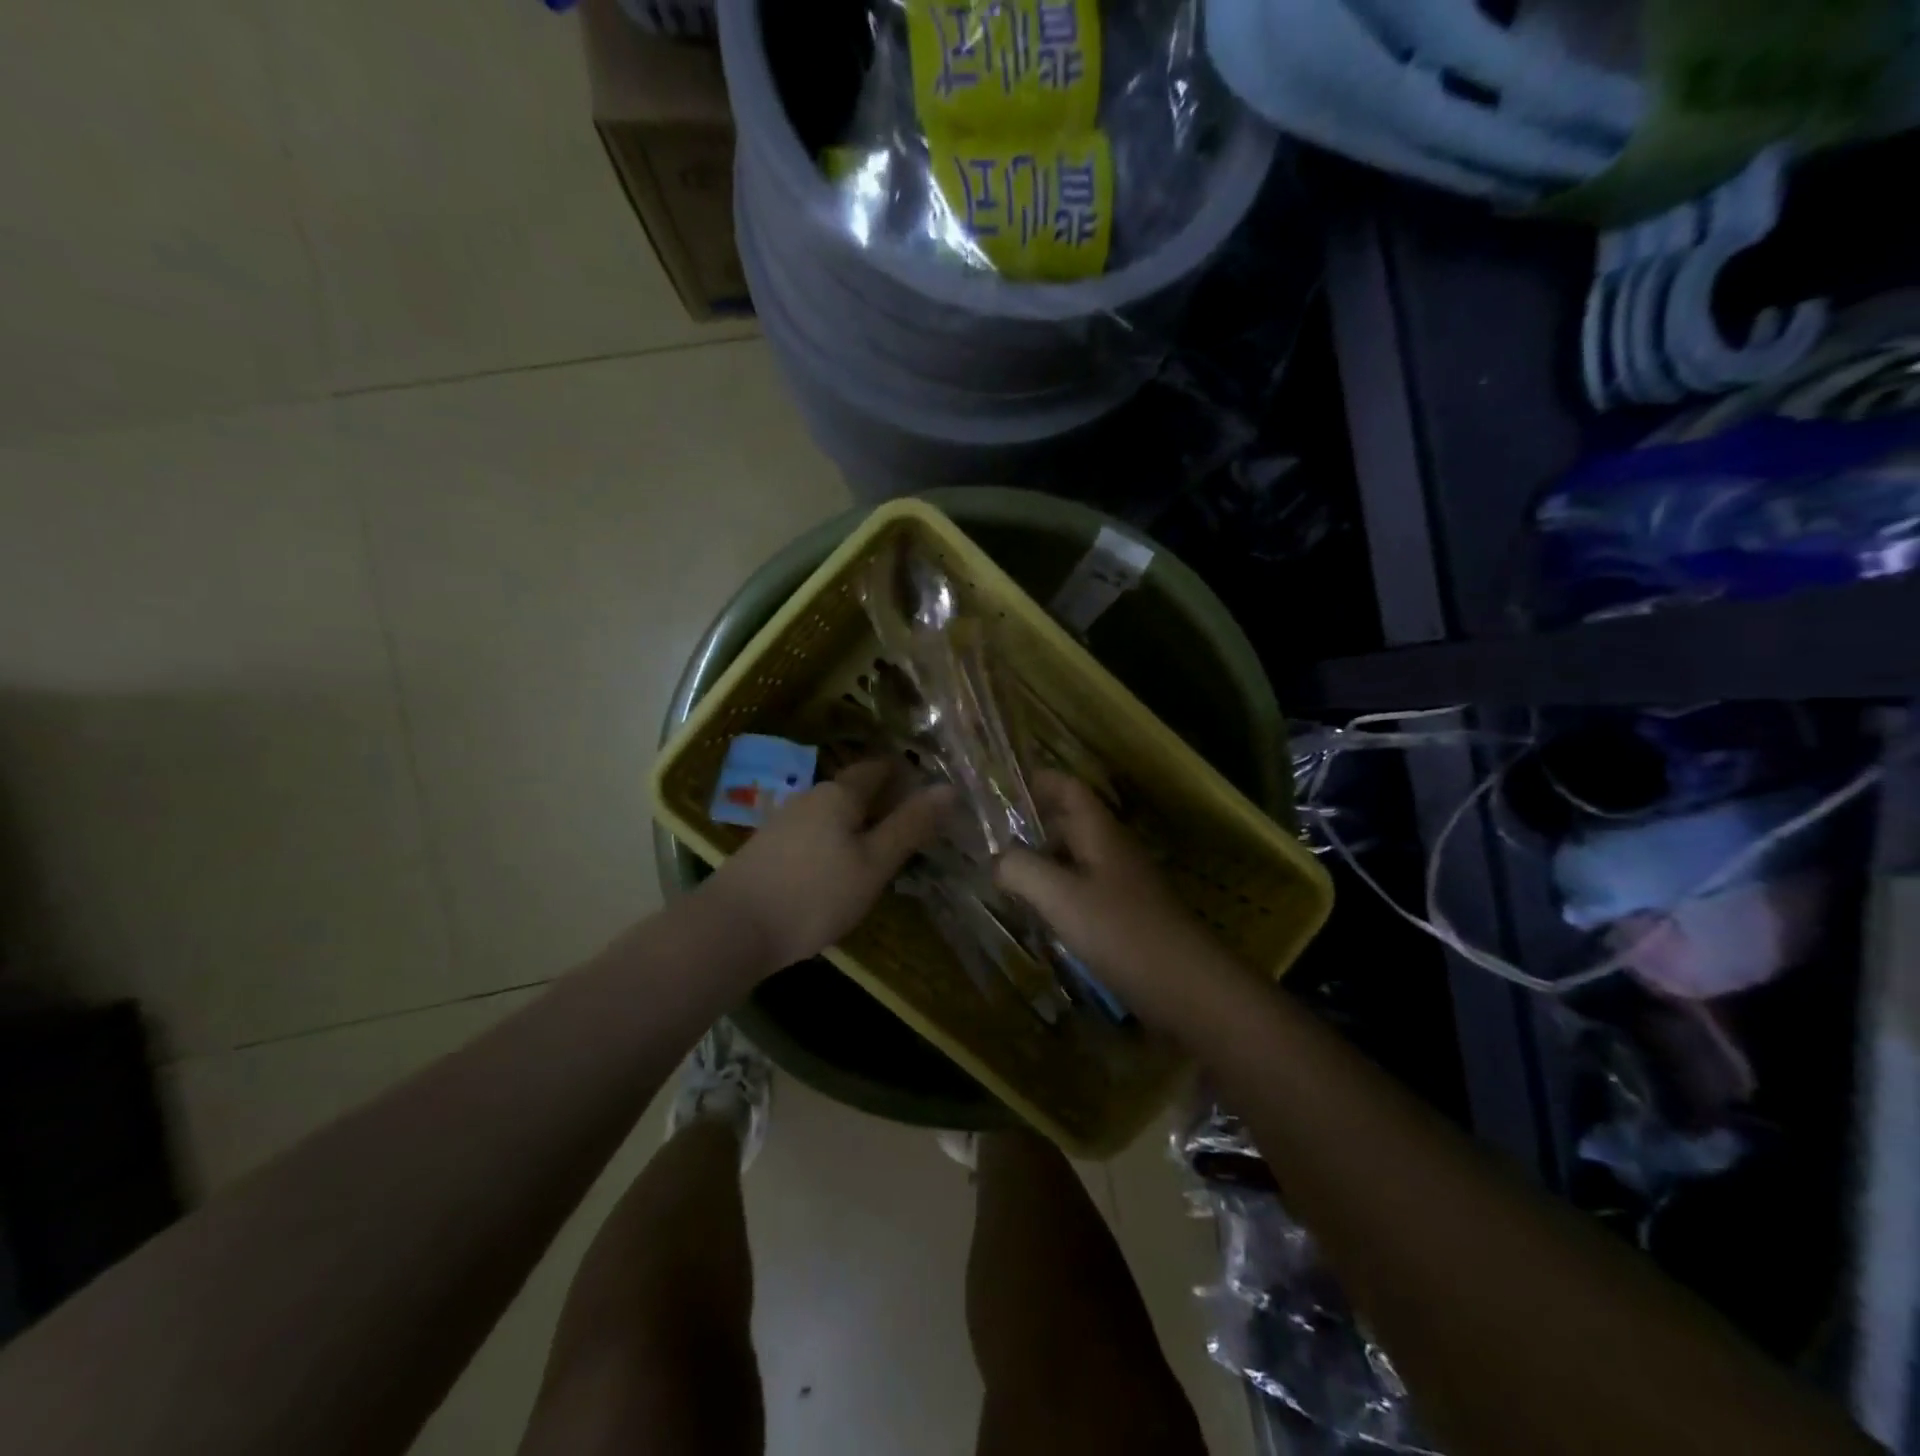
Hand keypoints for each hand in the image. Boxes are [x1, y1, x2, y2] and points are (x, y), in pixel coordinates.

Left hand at [706, 760, 954, 971]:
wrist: (731, 929)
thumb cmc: (814, 894)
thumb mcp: (873, 864)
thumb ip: (910, 826)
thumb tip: (949, 788)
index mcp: (839, 793)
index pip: (880, 767)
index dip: (907, 775)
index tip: (932, 795)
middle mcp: (810, 797)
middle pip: (856, 789)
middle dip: (885, 802)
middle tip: (916, 829)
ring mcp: (784, 821)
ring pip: (834, 814)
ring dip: (860, 825)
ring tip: (884, 853)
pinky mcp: (768, 848)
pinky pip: (815, 834)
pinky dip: (836, 843)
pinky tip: (841, 871)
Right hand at [995, 772, 1215, 1022]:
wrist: (1188, 988)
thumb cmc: (1122, 932)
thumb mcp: (1061, 897)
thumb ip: (1021, 870)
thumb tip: (995, 860)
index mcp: (1100, 833)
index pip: (1070, 789)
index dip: (1039, 781)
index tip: (1002, 786)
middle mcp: (1113, 851)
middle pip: (1070, 824)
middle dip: (1031, 828)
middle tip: (988, 841)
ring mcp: (1123, 885)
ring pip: (1075, 860)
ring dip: (1042, 864)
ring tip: (1004, 880)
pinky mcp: (1126, 917)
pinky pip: (1084, 892)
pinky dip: (1058, 894)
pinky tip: (1039, 916)